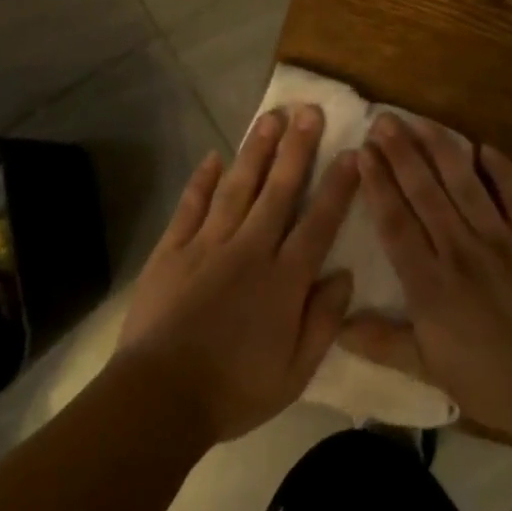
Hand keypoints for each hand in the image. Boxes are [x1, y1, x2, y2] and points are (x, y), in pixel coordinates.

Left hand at [114, 105, 357, 443]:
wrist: (159, 399)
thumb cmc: (234, 390)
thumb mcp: (295, 373)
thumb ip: (324, 321)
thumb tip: (344, 274)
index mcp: (284, 279)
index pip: (319, 222)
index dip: (338, 186)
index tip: (352, 152)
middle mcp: (250, 249)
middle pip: (279, 190)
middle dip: (296, 148)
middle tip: (309, 111)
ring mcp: (208, 244)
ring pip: (238, 187)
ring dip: (255, 151)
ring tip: (270, 118)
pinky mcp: (172, 250)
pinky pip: (191, 206)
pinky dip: (202, 180)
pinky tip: (213, 156)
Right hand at [340, 114, 511, 439]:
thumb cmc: (494, 383)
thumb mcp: (431, 371)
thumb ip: (384, 343)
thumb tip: (338, 328)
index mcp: (429, 283)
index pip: (395, 222)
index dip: (377, 185)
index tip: (363, 152)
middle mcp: (458, 249)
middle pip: (424, 192)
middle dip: (401, 153)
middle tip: (384, 120)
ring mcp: (500, 237)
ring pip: (463, 182)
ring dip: (439, 148)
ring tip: (420, 121)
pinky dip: (500, 168)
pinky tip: (484, 147)